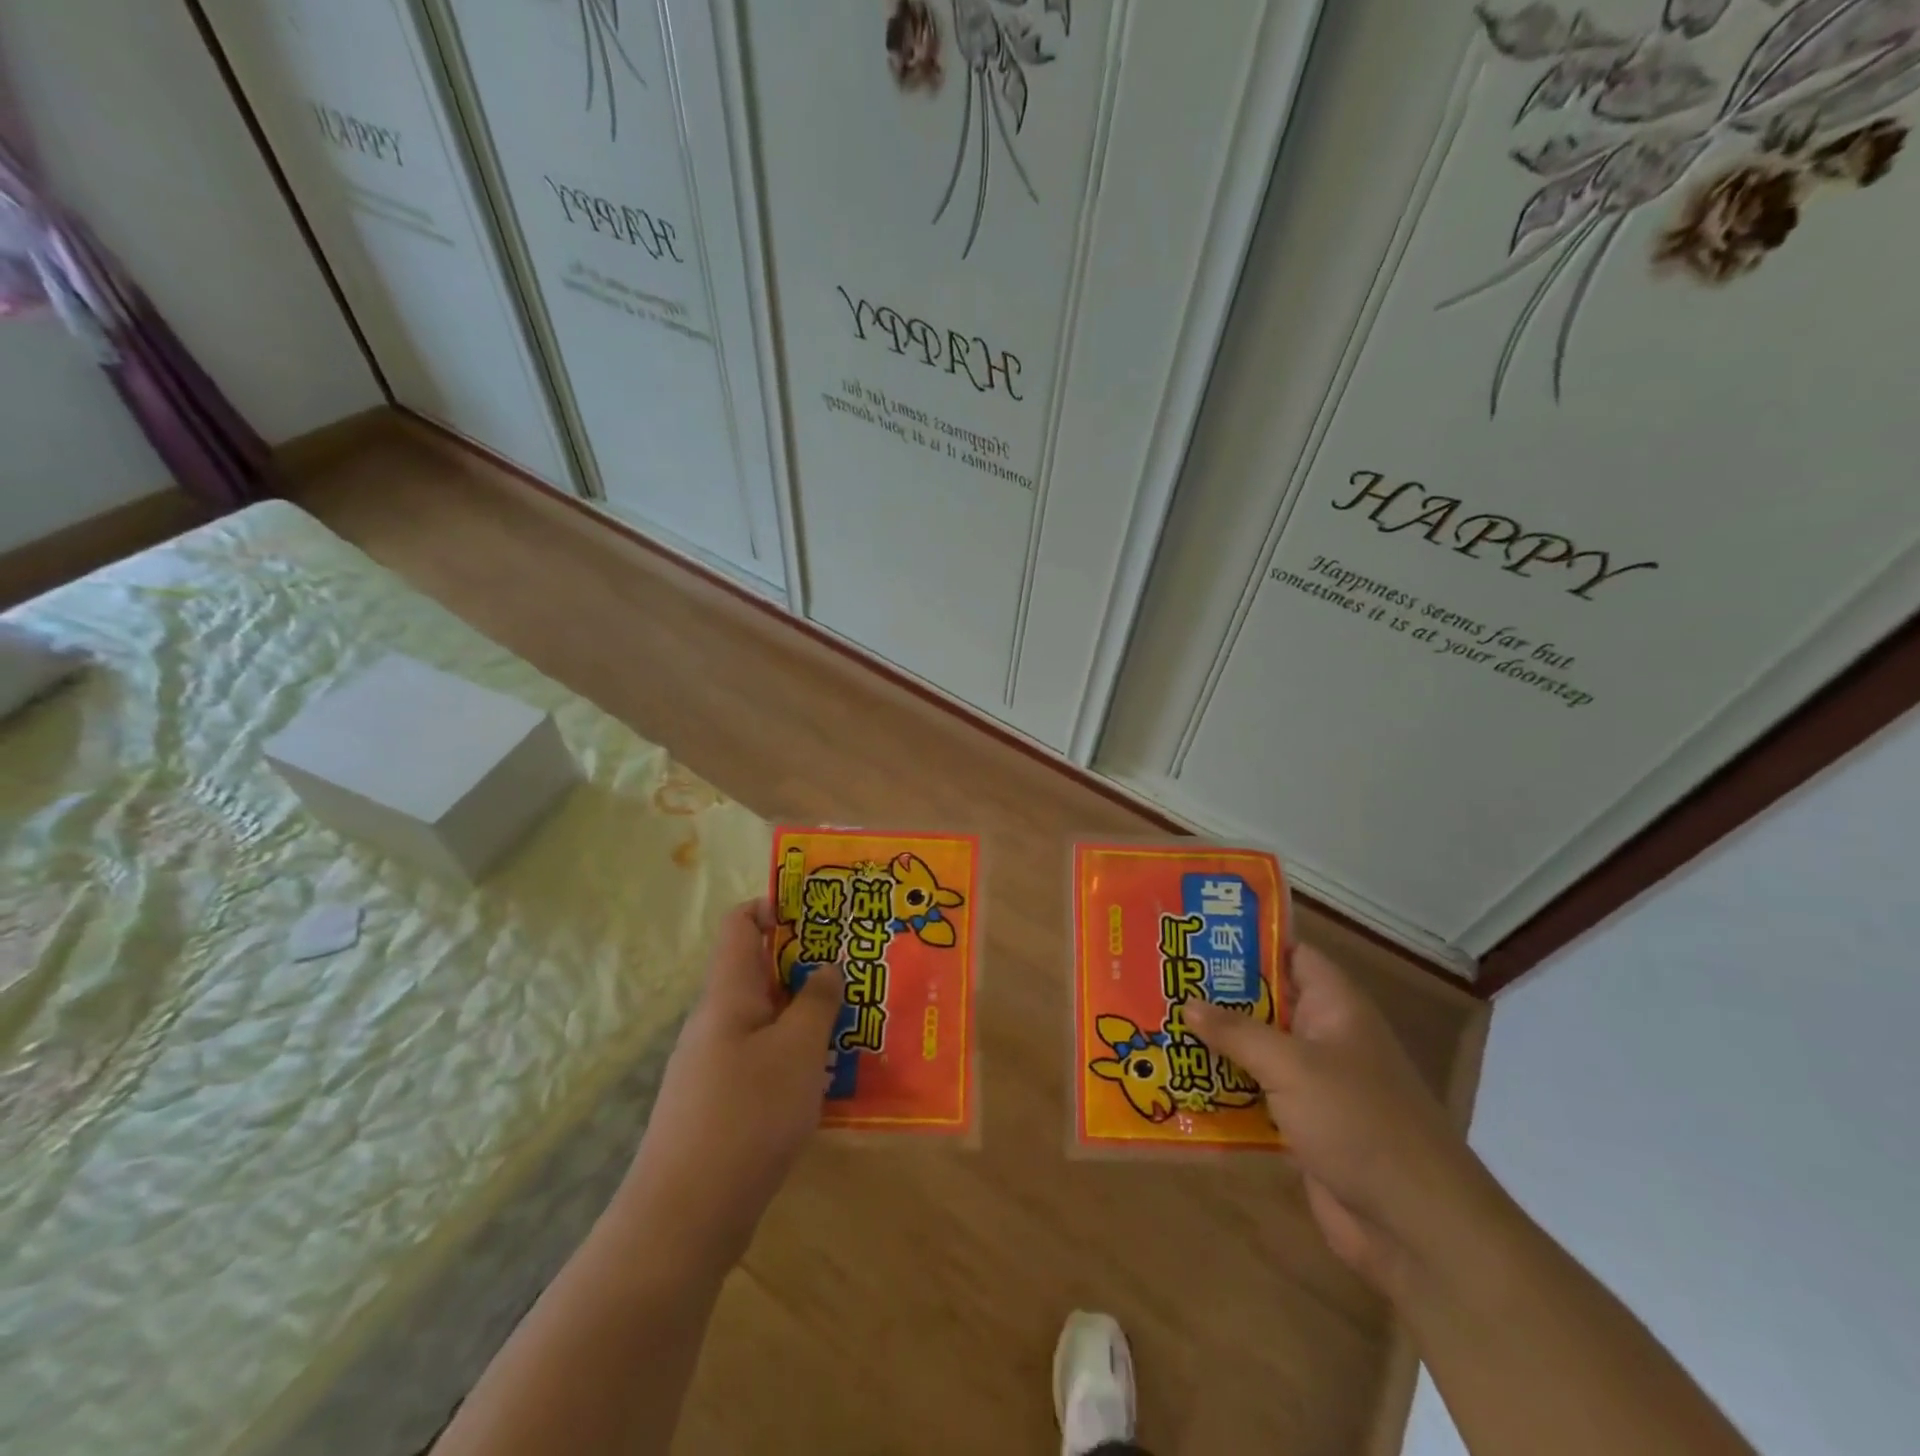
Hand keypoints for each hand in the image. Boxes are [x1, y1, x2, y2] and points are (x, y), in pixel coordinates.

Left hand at [618, 898, 844, 1273]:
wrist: (684, 1218)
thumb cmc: (746, 1116)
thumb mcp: (797, 1050)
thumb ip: (816, 1002)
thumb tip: (826, 967)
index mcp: (728, 994)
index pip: (741, 924)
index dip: (777, 906)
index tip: (824, 912)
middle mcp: (717, 1020)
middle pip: (760, 970)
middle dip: (807, 962)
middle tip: (857, 964)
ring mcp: (716, 1063)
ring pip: (767, 1018)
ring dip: (807, 1011)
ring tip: (856, 1015)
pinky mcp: (723, 1102)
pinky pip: (764, 1058)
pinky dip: (797, 1053)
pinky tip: (831, 1072)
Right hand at [1184, 946, 1497, 1299]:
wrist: (1416, 1227)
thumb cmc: (1359, 1123)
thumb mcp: (1292, 1066)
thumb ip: (1237, 1032)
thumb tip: (1188, 1003)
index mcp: (1335, 1007)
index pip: (1290, 954)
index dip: (1248, 941)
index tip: (1196, 934)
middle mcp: (1324, 1037)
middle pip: (1264, 1002)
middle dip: (1215, 994)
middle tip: (1159, 980)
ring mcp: (1314, 1083)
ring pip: (1255, 1049)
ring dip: (1213, 1044)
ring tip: (1156, 1024)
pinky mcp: (1301, 1124)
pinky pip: (1254, 1094)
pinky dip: (1222, 1088)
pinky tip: (1177, 1082)